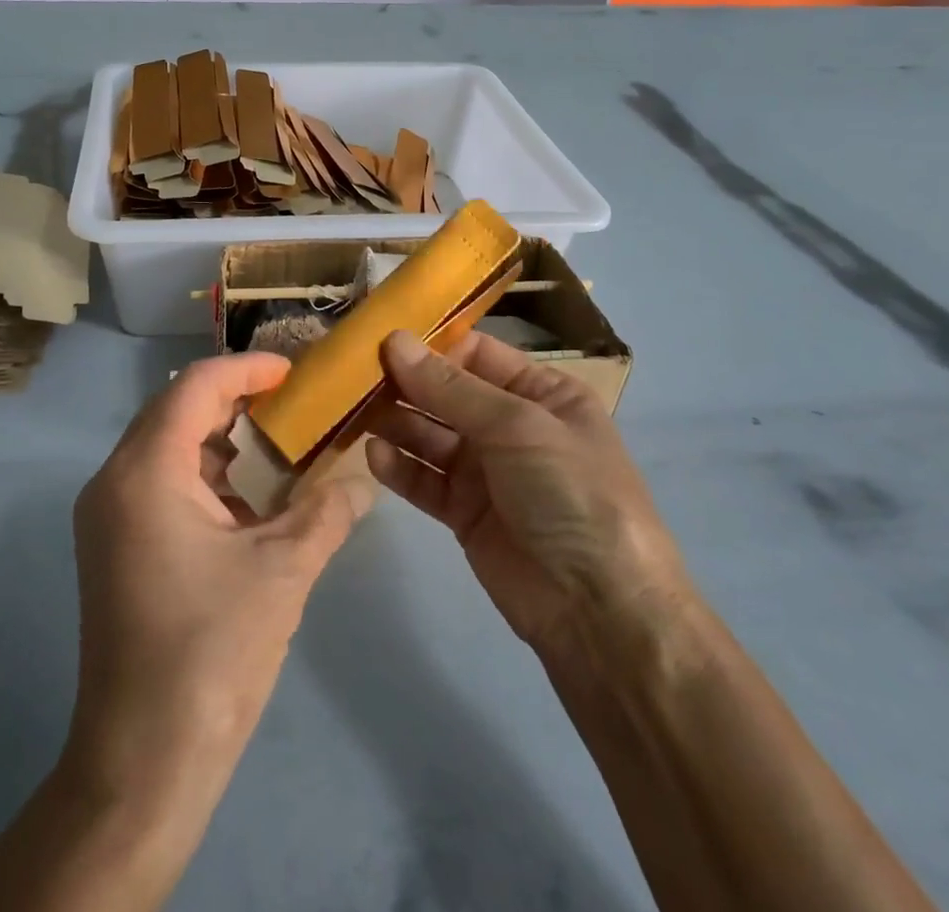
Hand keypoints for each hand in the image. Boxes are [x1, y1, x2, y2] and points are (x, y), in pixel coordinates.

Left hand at [64, 353, 374, 806]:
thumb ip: (327, 512)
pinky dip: (205, 476)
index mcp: (145, 472)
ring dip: (221, 439)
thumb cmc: (212, 652)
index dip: (247, 368)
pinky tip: (249, 501)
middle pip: (176, 410)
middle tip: (292, 402)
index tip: (294, 370)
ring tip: (278, 445)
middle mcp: (114, 481)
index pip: (195, 387)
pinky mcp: (114, 546)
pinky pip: (160, 484)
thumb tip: (366, 476)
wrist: (143, 763)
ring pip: (167, 447)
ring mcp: (108, 516)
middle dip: (235, 399)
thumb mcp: (282, 571)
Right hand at [364, 330, 692, 662]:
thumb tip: (394, 340)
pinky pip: (425, 478)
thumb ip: (449, 387)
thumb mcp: (517, 426)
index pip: (475, 353)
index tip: (379, 337)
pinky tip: (374, 455)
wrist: (598, 610)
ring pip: (429, 434)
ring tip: (352, 410)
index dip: (430, 345)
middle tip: (351, 373)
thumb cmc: (569, 492)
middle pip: (446, 393)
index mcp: (541, 392)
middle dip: (404, 382)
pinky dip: (400, 466)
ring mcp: (486, 470)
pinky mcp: (464, 511)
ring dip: (395, 421)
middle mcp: (511, 425)